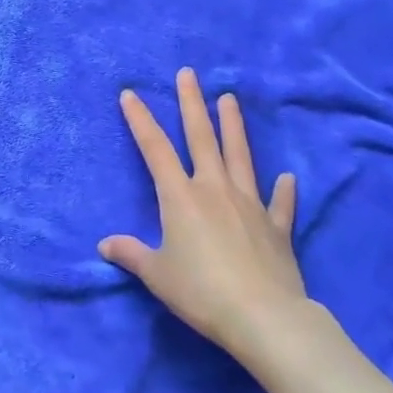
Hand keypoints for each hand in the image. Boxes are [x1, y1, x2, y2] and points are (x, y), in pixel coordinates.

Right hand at [99, 67, 308, 368]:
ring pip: (239, 156)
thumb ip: (131, 254)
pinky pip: (280, 204)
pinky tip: (286, 178)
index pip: (154, 149)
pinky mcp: (276, 228)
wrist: (264, 319)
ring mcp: (249, 205)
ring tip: (229, 99)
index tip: (130, 93)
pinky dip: (283, 191)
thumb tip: (105, 245)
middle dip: (192, 103)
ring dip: (233, 126)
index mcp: (180, 197)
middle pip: (201, 138)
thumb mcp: (157, 274)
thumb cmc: (201, 291)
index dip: (140, 120)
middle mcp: (214, 189)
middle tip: (189, 74)